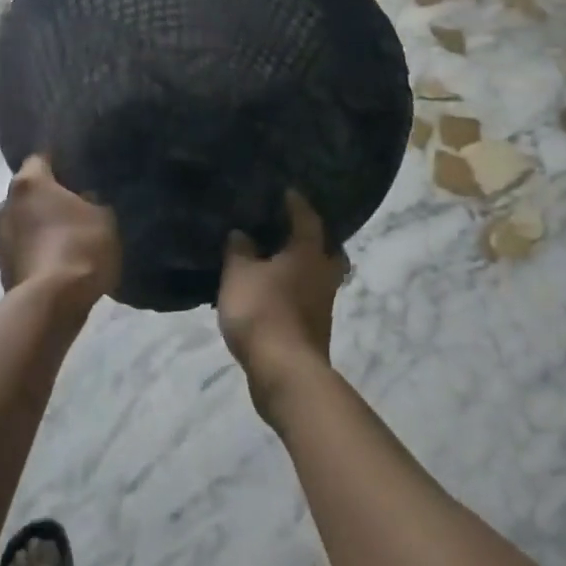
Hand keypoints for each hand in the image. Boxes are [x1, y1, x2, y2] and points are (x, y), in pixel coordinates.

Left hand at [0, 156, 121, 313]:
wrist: (51, 303)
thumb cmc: (79, 246)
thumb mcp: (103, 216)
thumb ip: (92, 201)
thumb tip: (83, 200)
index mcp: (28, 182)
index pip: (40, 158)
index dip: (58, 162)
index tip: (74, 170)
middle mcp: (5, 204)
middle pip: (26, 192)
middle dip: (45, 197)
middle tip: (70, 207)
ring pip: (20, 221)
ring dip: (35, 226)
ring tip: (61, 238)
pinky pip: (20, 249)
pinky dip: (32, 250)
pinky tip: (53, 261)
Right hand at [217, 190, 347, 418]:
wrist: (285, 373)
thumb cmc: (263, 312)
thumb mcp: (239, 274)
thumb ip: (239, 250)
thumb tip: (242, 234)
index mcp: (308, 253)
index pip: (307, 218)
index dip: (296, 203)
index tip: (287, 192)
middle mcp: (323, 275)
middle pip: (327, 250)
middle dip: (313, 239)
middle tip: (292, 230)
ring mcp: (323, 306)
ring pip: (319, 277)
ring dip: (303, 268)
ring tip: (277, 262)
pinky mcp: (315, 330)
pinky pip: (308, 299)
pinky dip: (294, 291)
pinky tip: (273, 292)